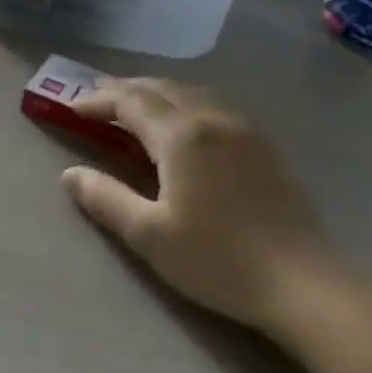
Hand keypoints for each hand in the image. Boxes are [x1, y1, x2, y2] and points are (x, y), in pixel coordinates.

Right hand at [60, 78, 346, 342]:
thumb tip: (70, 175)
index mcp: (182, 136)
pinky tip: (183, 127)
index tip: (72, 109)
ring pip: (193, 94)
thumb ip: (105, 198)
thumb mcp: (148, 234)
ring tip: (134, 108)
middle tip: (97, 101)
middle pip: (163, 89)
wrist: (301, 283)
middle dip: (125, 90)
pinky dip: (185, 105)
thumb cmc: (216, 259)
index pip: (131, 102)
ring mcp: (245, 131)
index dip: (98, 101)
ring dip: (157, 94)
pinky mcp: (265, 148)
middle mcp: (214, 120)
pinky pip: (215, 108)